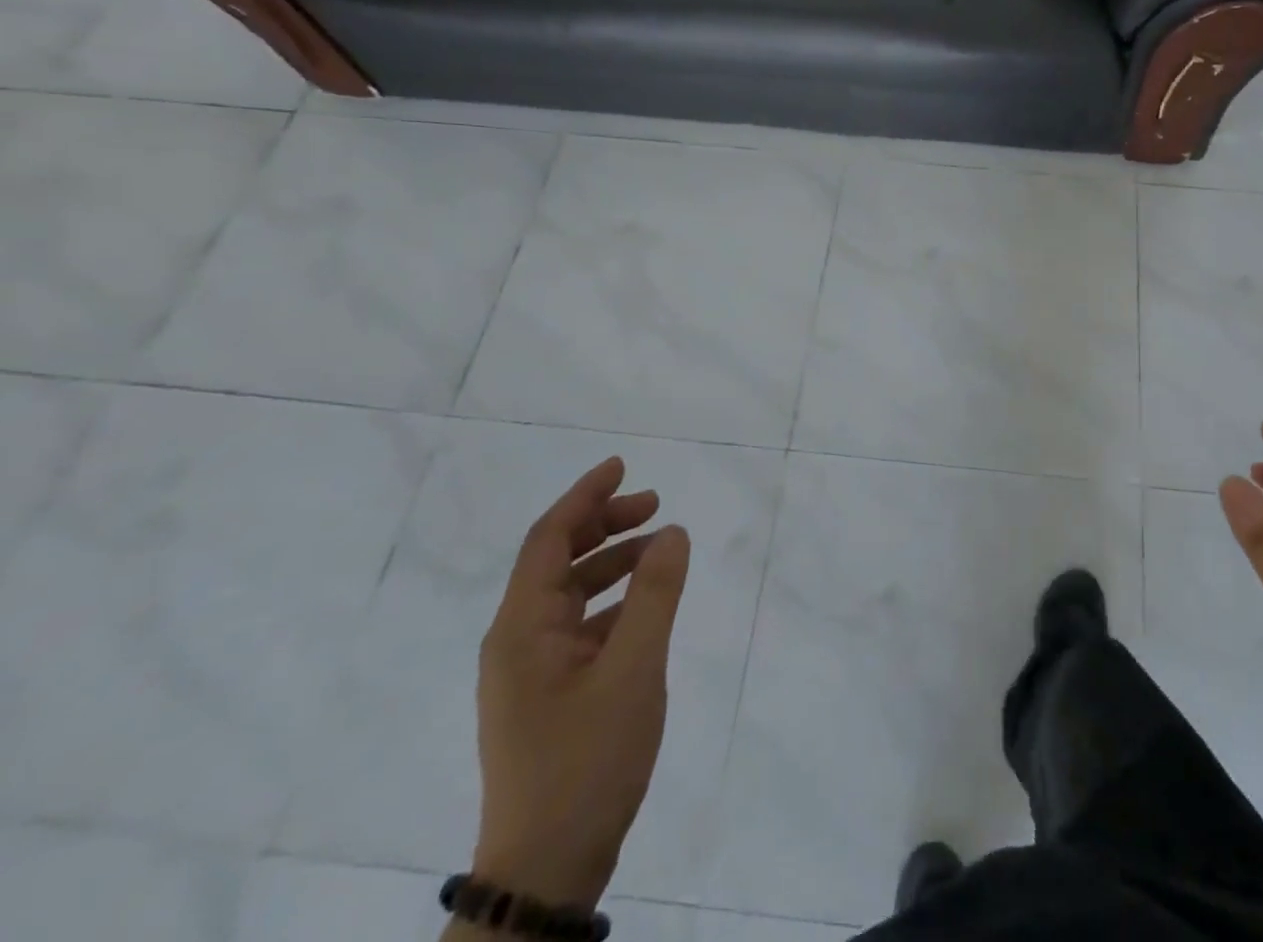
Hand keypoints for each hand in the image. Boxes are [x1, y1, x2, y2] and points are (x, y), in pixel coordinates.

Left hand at [471, 457, 690, 908]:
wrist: (548, 869)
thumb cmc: (586, 761)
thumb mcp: (633, 670)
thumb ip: (655, 595)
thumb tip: (673, 532)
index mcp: (522, 629)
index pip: (548, 539)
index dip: (585, 496)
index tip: (622, 465)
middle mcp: (517, 641)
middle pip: (558, 560)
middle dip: (605, 524)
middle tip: (655, 505)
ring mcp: (530, 671)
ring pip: (571, 593)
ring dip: (613, 561)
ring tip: (661, 549)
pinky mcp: (548, 695)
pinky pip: (581, 626)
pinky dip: (614, 601)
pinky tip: (647, 606)